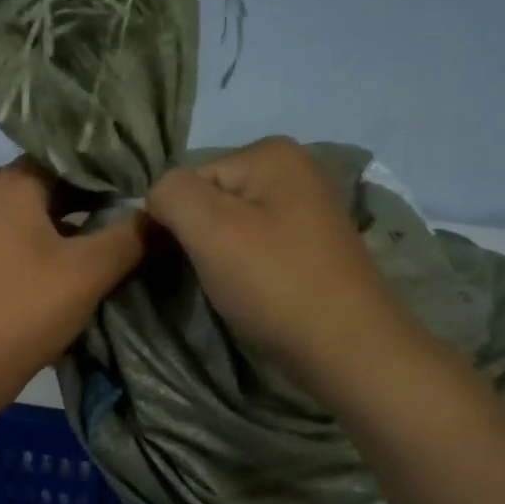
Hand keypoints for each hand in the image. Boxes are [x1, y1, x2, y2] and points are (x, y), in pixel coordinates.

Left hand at [0, 160, 148, 408]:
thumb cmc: (23, 310)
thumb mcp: (89, 272)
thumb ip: (132, 236)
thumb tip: (166, 211)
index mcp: (10, 182)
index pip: (71, 156)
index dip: (114, 169)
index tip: (150, 185)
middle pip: (54, 185)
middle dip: (97, 200)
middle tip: (143, 214)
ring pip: (37, 215)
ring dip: (76, 226)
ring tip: (121, 241)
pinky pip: (20, 240)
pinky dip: (51, 246)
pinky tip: (80, 267)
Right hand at [146, 137, 420, 400]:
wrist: (348, 349)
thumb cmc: (275, 285)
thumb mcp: (211, 229)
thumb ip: (171, 194)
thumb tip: (156, 197)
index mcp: (271, 154)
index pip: (188, 181)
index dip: (170, 221)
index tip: (168, 262)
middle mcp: (295, 169)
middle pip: (211, 201)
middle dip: (196, 238)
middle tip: (202, 278)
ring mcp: (308, 209)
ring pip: (232, 228)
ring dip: (218, 258)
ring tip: (227, 289)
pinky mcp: (313, 247)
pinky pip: (257, 247)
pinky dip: (244, 269)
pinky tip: (251, 294)